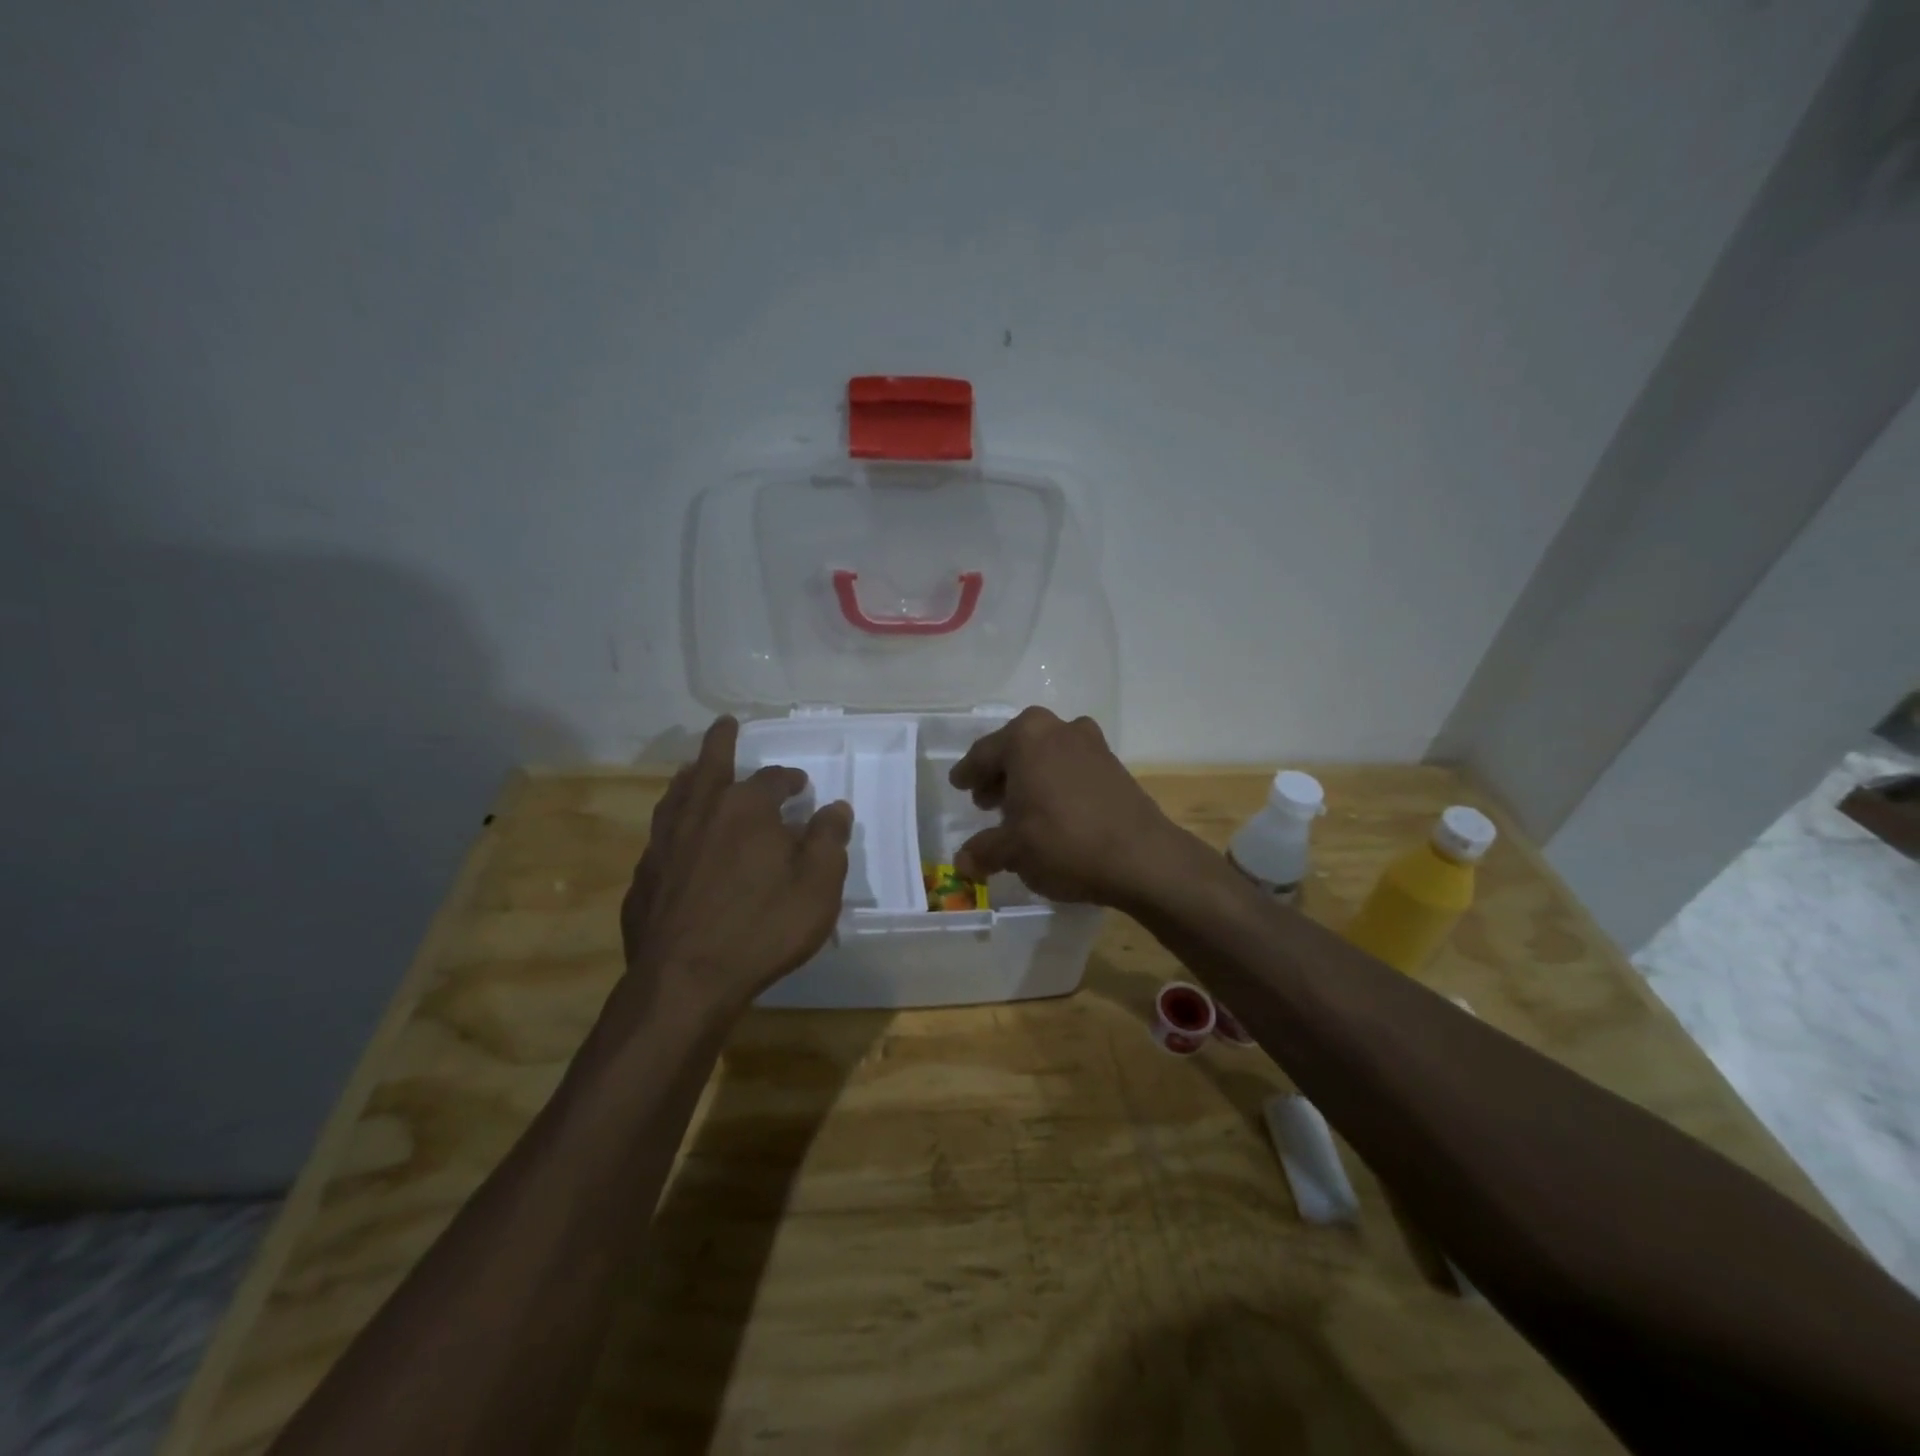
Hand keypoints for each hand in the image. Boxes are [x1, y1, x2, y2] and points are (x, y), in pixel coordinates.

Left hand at [617, 716, 851, 1027]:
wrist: (685, 981)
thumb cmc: (763, 928)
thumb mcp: (818, 886)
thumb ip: (828, 840)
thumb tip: (835, 807)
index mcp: (746, 809)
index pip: (772, 779)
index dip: (789, 779)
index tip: (800, 786)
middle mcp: (700, 814)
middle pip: (710, 766)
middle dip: (721, 742)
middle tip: (725, 724)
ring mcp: (665, 844)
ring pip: (677, 796)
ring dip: (690, 777)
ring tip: (695, 769)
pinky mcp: (644, 877)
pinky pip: (661, 837)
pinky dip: (673, 825)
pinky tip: (676, 839)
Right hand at [948, 707, 1196, 909]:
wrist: (1143, 858)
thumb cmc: (1064, 844)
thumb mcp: (1013, 851)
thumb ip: (983, 851)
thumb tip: (963, 862)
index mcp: (1026, 737)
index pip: (984, 754)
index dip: (968, 773)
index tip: (959, 784)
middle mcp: (1058, 728)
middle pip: (1016, 748)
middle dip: (999, 774)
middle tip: (986, 801)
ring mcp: (1091, 743)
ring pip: (1046, 755)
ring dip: (1029, 777)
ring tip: (1019, 809)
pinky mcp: (1114, 764)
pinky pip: (1071, 766)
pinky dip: (1055, 782)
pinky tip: (1052, 812)